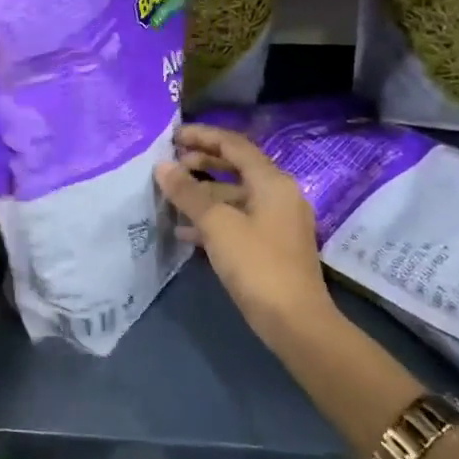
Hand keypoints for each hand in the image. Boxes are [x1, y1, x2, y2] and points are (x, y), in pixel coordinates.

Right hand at [155, 125, 333, 340]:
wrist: (296, 322)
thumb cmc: (257, 265)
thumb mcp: (217, 225)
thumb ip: (188, 193)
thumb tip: (163, 167)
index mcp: (272, 181)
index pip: (234, 145)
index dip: (203, 136)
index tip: (173, 136)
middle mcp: (279, 194)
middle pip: (236, 167)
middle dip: (202, 164)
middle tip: (171, 165)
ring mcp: (277, 221)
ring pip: (235, 196)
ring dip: (203, 194)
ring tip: (171, 198)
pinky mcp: (271, 246)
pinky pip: (238, 220)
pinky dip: (213, 220)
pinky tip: (185, 232)